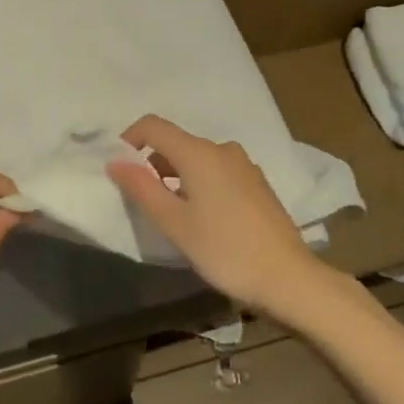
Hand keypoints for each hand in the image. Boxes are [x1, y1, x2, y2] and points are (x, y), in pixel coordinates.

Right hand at [107, 115, 337, 319]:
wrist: (289, 278)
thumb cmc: (225, 250)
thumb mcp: (175, 223)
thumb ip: (142, 188)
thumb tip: (115, 162)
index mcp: (198, 152)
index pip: (153, 126)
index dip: (129, 139)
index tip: (119, 168)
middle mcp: (222, 149)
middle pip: (176, 142)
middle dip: (152, 163)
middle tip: (142, 199)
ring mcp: (244, 165)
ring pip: (198, 158)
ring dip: (177, 175)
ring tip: (171, 212)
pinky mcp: (257, 183)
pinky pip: (218, 171)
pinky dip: (200, 183)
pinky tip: (203, 217)